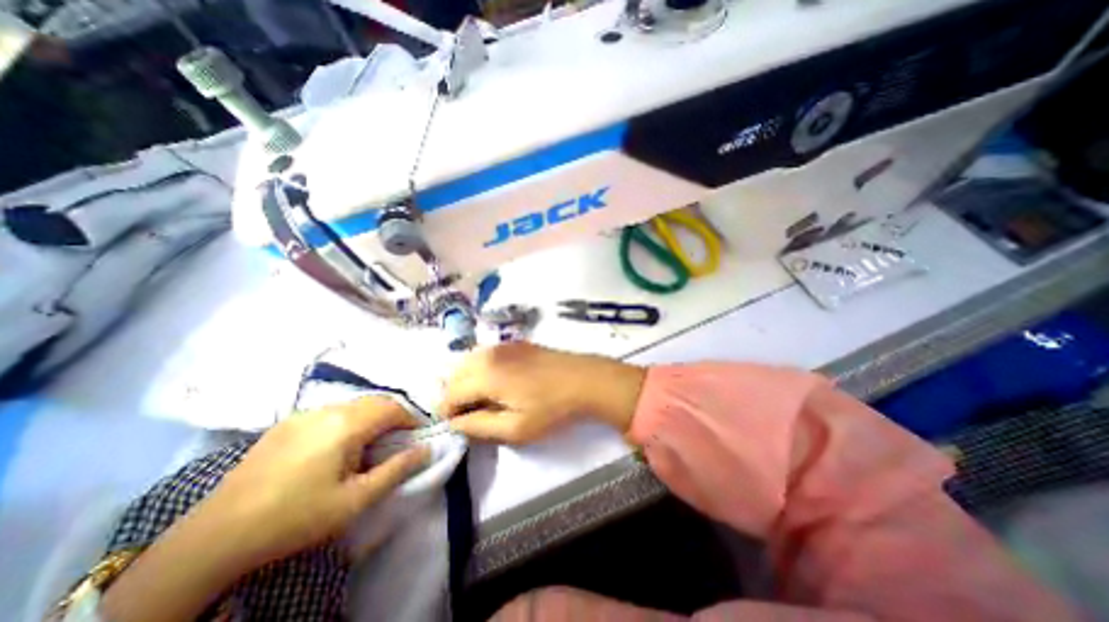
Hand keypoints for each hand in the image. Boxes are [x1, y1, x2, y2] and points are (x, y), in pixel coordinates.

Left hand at [99, 399, 428, 621]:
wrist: (214, 537)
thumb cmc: (295, 517)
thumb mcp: (355, 500)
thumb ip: (396, 470)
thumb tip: (427, 449)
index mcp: (346, 425)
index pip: (393, 408)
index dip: (412, 418)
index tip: (418, 436)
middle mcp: (327, 410)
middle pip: (374, 401)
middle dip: (393, 415)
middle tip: (398, 439)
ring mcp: (303, 414)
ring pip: (352, 404)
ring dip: (370, 417)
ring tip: (370, 443)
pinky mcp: (285, 424)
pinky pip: (330, 411)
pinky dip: (347, 420)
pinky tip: (337, 445)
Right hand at [443, 342, 647, 443]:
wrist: (586, 380)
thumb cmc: (552, 408)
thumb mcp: (516, 428)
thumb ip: (479, 426)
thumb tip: (455, 423)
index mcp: (486, 375)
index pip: (450, 393)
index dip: (449, 413)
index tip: (459, 426)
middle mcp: (489, 354)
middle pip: (455, 374)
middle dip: (455, 395)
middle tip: (471, 414)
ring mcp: (503, 345)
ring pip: (469, 361)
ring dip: (467, 381)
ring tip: (483, 400)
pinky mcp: (515, 343)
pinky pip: (486, 354)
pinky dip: (481, 368)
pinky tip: (498, 382)